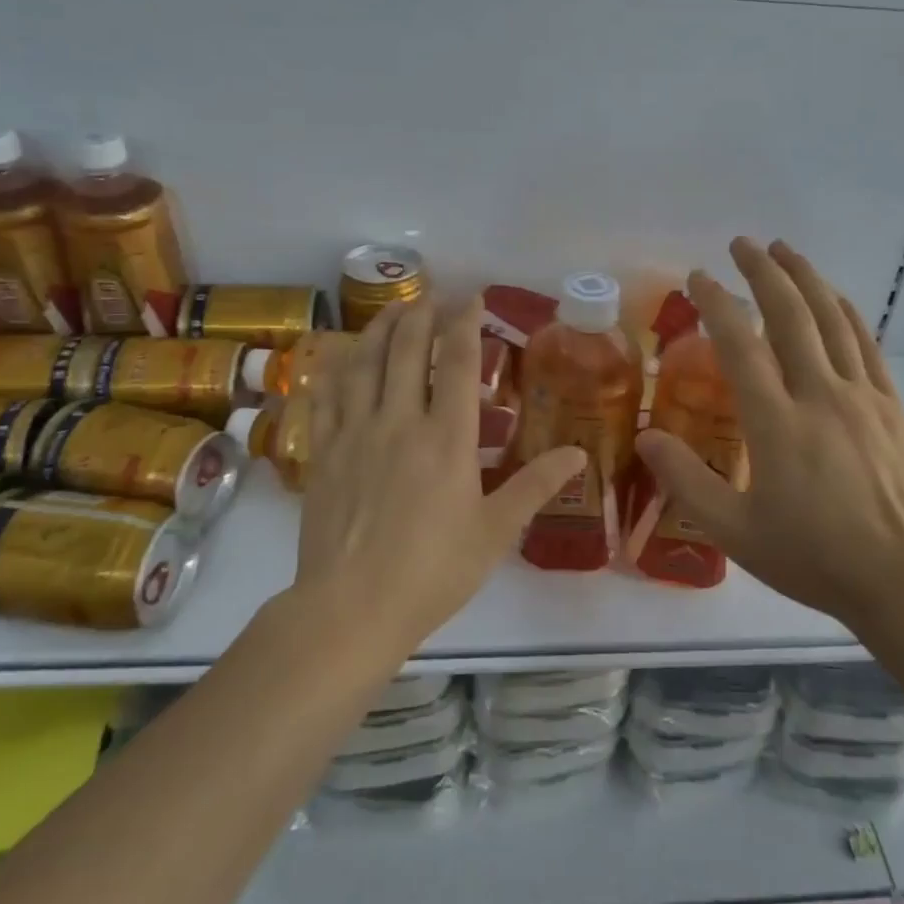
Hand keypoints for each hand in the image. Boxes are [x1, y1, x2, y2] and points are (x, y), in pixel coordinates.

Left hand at [295, 297, 585, 651]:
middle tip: (434, 295)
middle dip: (422, 314)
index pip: (459, 363)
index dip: (466, 323)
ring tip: (393, 308)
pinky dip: (336, 367)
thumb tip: (579, 454)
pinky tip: (343, 355)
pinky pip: (327, 395)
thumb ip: (535, 486)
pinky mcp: (324, 452)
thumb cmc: (432, 572)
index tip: (472, 299)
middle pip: (409, 349)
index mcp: (447, 438)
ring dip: (381, 328)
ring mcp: (355, 433)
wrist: (350, 609)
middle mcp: (399, 421)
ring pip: (365, 362)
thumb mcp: (496, 532)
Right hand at [634, 238, 903, 631]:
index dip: (716, 304)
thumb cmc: (814, 557)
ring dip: (806, 279)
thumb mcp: (734, 532)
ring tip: (785, 250)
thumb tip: (645, 436)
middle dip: (763, 272)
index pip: (740, 345)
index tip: (698, 277)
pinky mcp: (892, 406)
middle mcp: (819, 395)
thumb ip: (686, 481)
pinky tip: (834, 296)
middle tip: (743, 243)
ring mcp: (861, 397)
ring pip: (831, 320)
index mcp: (776, 423)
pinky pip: (867, 344)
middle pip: (790, 315)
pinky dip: (845, 312)